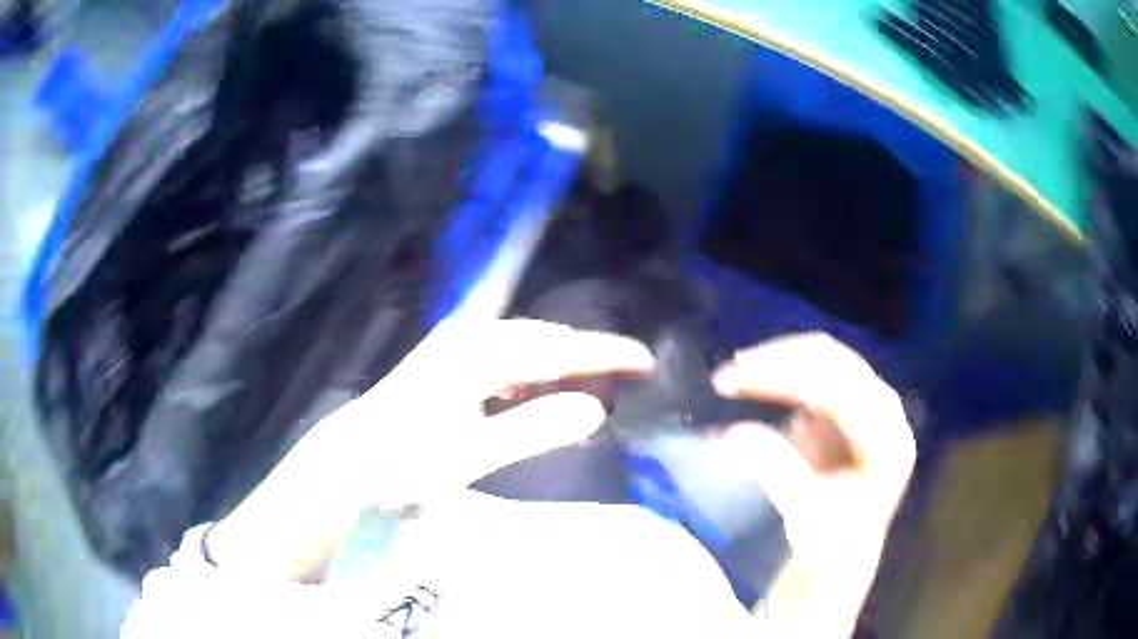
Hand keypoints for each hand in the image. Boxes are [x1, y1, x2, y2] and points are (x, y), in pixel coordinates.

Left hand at [207, 319, 652, 576]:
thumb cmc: (405, 460)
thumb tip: (596, 408)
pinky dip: (533, 377)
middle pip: (544, 340)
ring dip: (562, 364)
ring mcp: (457, 353)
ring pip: (526, 351)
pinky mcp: (450, 370)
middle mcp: (470, 341)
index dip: (605, 352)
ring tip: (595, 383)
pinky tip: (540, 394)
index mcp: (478, 354)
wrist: (351, 461)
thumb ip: (532, 428)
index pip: (557, 346)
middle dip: (588, 353)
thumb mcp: (470, 453)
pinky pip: (507, 365)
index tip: (647, 359)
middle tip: (630, 372)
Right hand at [712, 333, 914, 573]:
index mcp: (887, 439)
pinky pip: (819, 368)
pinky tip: (757, 383)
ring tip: (736, 375)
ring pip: (825, 357)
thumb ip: (776, 470)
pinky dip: (785, 372)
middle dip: (777, 362)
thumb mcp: (804, 514)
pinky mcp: (854, 402)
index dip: (784, 378)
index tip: (732, 384)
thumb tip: (732, 433)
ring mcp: (871, 401)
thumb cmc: (830, 541)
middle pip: (833, 361)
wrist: (845, 551)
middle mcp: (887, 410)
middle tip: (726, 377)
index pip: (837, 390)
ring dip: (778, 361)